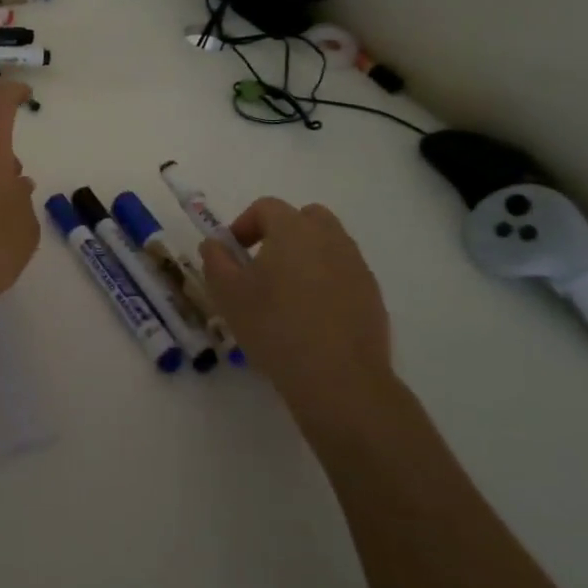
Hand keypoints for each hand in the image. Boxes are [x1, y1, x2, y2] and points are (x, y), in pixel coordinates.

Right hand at [199, 198, 391, 392]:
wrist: (339, 379)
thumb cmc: (274, 327)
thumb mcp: (227, 294)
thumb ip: (215, 260)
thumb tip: (215, 244)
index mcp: (293, 229)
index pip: (266, 207)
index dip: (244, 224)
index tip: (232, 253)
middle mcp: (330, 238)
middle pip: (306, 218)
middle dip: (282, 232)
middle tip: (263, 264)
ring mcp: (356, 266)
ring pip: (328, 245)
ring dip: (306, 257)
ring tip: (287, 294)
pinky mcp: (373, 296)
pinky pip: (344, 274)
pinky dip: (326, 282)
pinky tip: (312, 317)